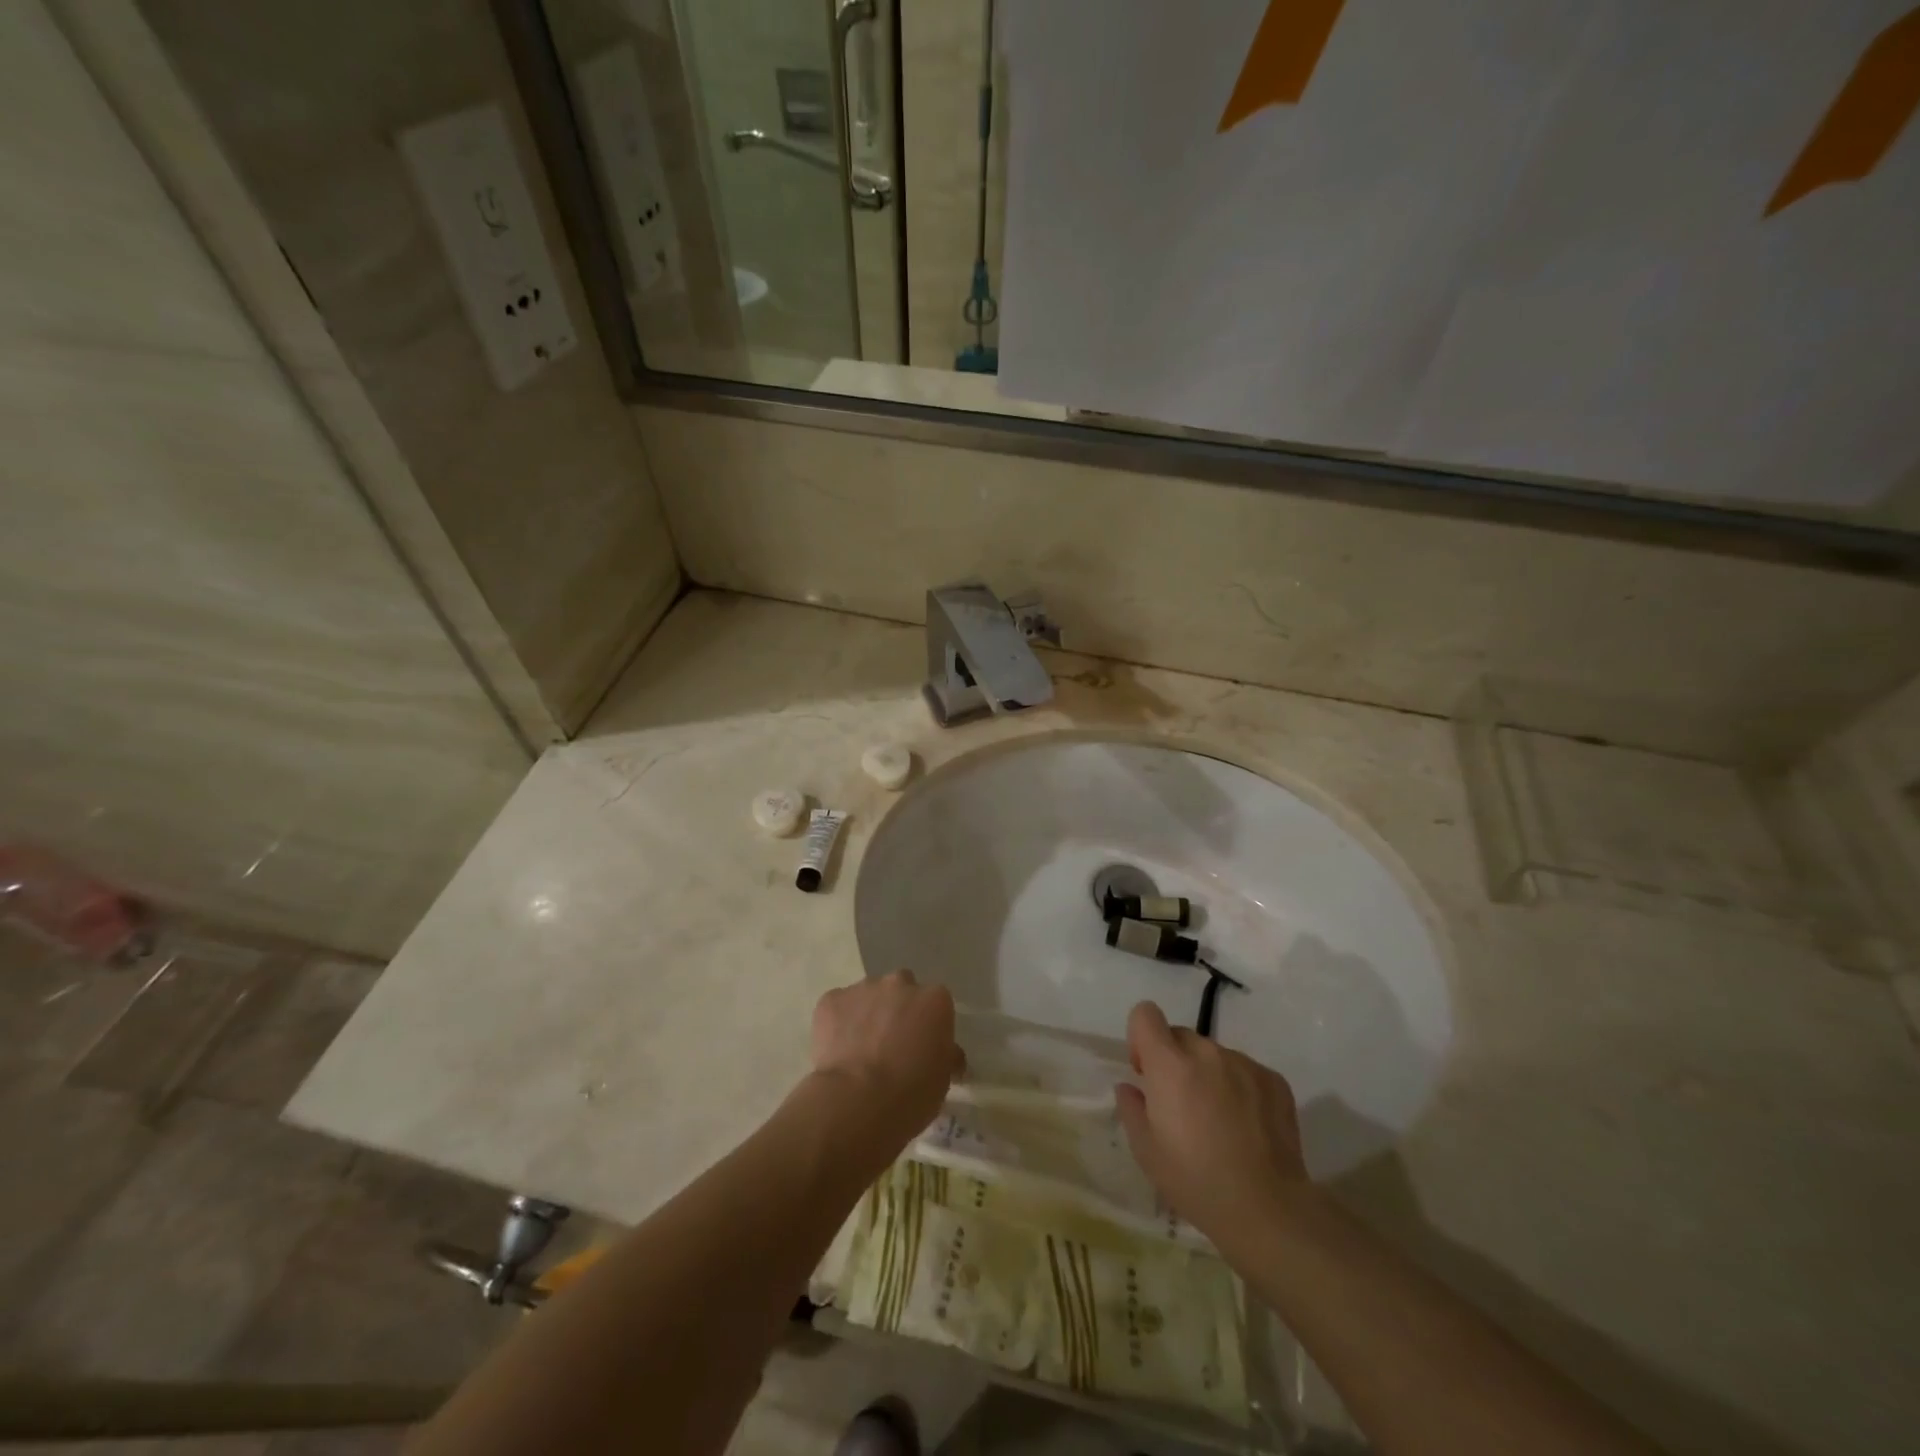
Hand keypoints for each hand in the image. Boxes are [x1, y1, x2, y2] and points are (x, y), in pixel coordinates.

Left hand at [810, 970, 963, 1151]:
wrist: (857, 1102)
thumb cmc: (910, 1094)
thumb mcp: (942, 1079)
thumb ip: (946, 1055)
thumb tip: (948, 1054)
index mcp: (934, 999)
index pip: (936, 1004)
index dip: (929, 1025)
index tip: (923, 1047)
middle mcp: (900, 983)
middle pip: (902, 989)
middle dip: (898, 1009)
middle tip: (892, 1044)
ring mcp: (863, 988)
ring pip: (868, 996)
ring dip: (868, 1014)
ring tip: (861, 1050)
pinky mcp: (831, 1000)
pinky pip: (838, 1007)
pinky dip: (838, 1022)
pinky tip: (838, 1051)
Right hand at [1114, 1001, 1311, 1250]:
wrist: (1268, 1210)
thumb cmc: (1196, 1181)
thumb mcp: (1146, 1151)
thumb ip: (1131, 1107)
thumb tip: (1130, 1087)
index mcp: (1170, 1064)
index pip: (1145, 1014)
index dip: (1140, 1038)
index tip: (1146, 1073)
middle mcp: (1207, 1053)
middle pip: (1180, 1036)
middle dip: (1174, 1061)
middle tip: (1181, 1105)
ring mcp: (1245, 1064)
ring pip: (1214, 1055)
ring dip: (1208, 1075)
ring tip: (1218, 1121)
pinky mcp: (1274, 1080)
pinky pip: (1244, 1071)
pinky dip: (1239, 1088)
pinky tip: (1246, 1127)